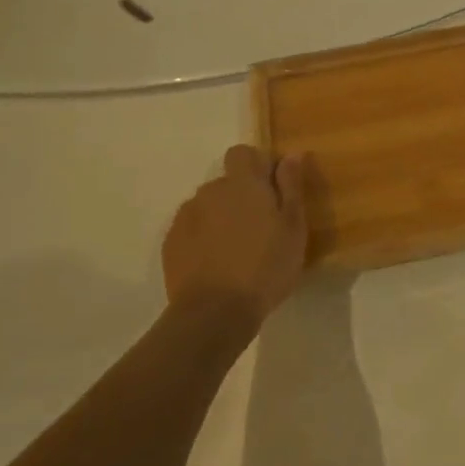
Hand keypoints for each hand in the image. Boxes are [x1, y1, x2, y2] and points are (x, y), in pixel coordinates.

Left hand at [162, 146, 308, 328]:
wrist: (214, 313)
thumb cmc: (265, 267)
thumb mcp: (293, 227)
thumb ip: (291, 186)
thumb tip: (291, 154)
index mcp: (242, 183)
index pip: (242, 153)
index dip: (256, 166)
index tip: (271, 191)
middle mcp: (210, 191)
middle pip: (226, 182)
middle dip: (240, 197)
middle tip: (259, 229)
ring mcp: (186, 217)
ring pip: (208, 207)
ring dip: (220, 218)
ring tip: (236, 251)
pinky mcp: (171, 243)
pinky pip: (191, 230)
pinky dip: (202, 239)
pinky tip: (215, 265)